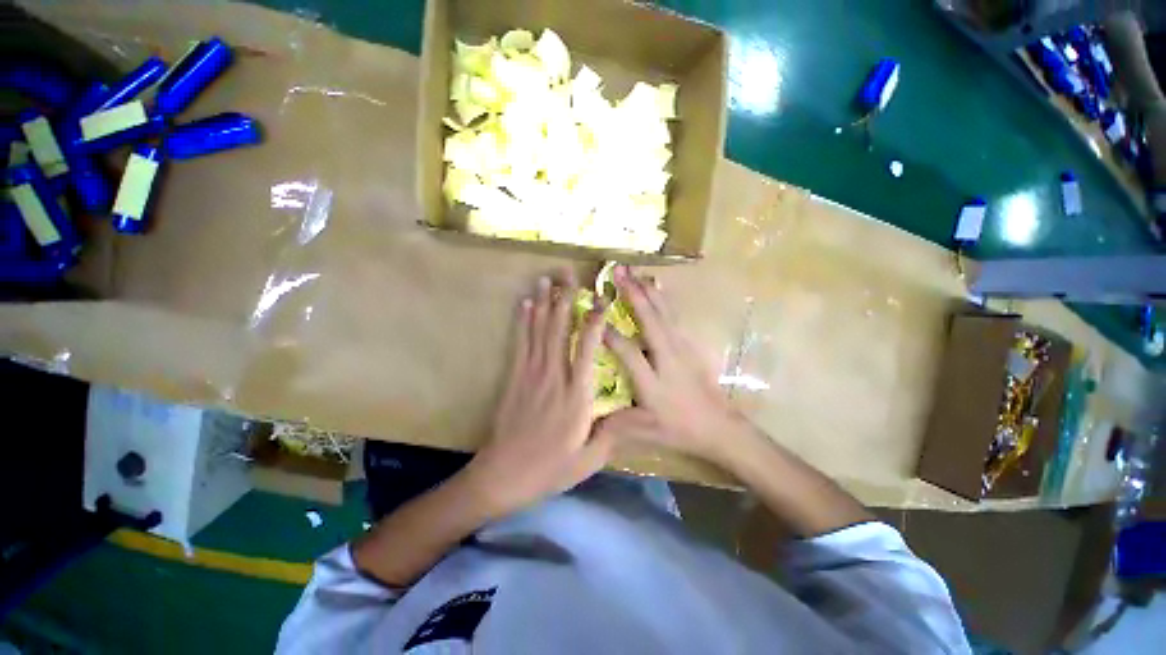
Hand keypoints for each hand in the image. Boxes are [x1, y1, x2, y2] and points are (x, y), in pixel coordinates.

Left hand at [464, 271, 613, 517]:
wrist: (504, 474)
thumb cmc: (551, 468)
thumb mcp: (589, 460)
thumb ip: (610, 435)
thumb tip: (628, 414)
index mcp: (577, 395)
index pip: (587, 349)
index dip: (594, 321)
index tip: (600, 300)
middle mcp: (555, 377)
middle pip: (560, 330)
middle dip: (565, 299)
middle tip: (568, 274)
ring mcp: (532, 374)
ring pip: (539, 331)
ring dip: (544, 303)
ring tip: (547, 278)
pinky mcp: (515, 377)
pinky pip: (521, 342)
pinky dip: (524, 321)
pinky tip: (526, 304)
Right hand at [598, 266, 759, 464]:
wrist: (720, 427)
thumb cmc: (680, 429)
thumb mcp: (646, 431)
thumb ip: (616, 424)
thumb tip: (587, 420)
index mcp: (653, 380)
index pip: (627, 351)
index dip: (608, 333)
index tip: (592, 315)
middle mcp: (667, 357)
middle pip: (650, 320)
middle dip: (632, 293)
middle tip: (617, 271)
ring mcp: (682, 348)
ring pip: (664, 312)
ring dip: (647, 289)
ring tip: (634, 271)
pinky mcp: (690, 344)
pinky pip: (674, 315)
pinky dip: (664, 297)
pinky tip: (658, 285)